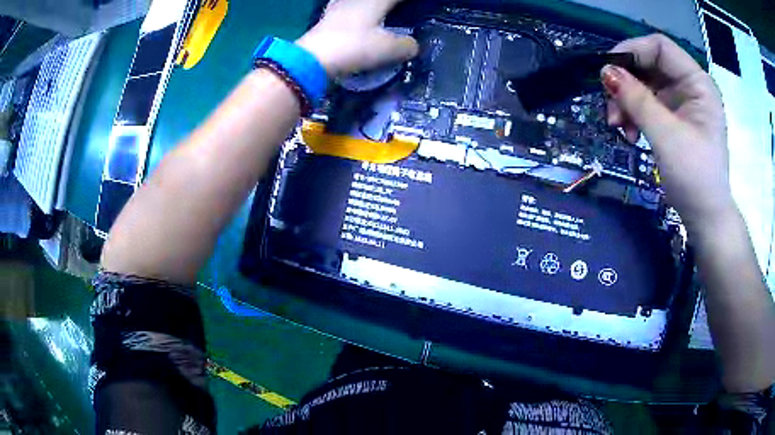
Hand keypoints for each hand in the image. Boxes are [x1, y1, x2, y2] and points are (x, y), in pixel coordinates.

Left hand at [296, 0, 419, 76]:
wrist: (312, 59)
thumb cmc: (354, 48)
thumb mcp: (388, 49)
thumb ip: (406, 46)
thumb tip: (412, 46)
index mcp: (376, 1)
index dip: (407, 2)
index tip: (418, 7)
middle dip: (390, 4)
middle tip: (397, 9)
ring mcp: (339, 6)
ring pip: (359, 2)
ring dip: (370, 5)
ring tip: (380, 11)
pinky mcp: (327, 17)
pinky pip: (345, 6)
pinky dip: (355, 9)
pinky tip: (353, 13)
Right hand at [601, 34, 735, 233]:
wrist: (706, 219)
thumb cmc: (694, 177)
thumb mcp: (666, 136)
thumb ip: (637, 100)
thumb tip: (605, 71)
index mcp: (697, 83)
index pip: (660, 47)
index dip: (633, 52)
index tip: (608, 71)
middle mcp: (690, 87)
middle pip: (650, 66)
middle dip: (627, 84)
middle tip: (611, 109)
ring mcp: (682, 104)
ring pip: (646, 86)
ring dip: (627, 102)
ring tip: (618, 127)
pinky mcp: (675, 120)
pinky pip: (648, 105)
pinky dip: (635, 116)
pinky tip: (630, 134)